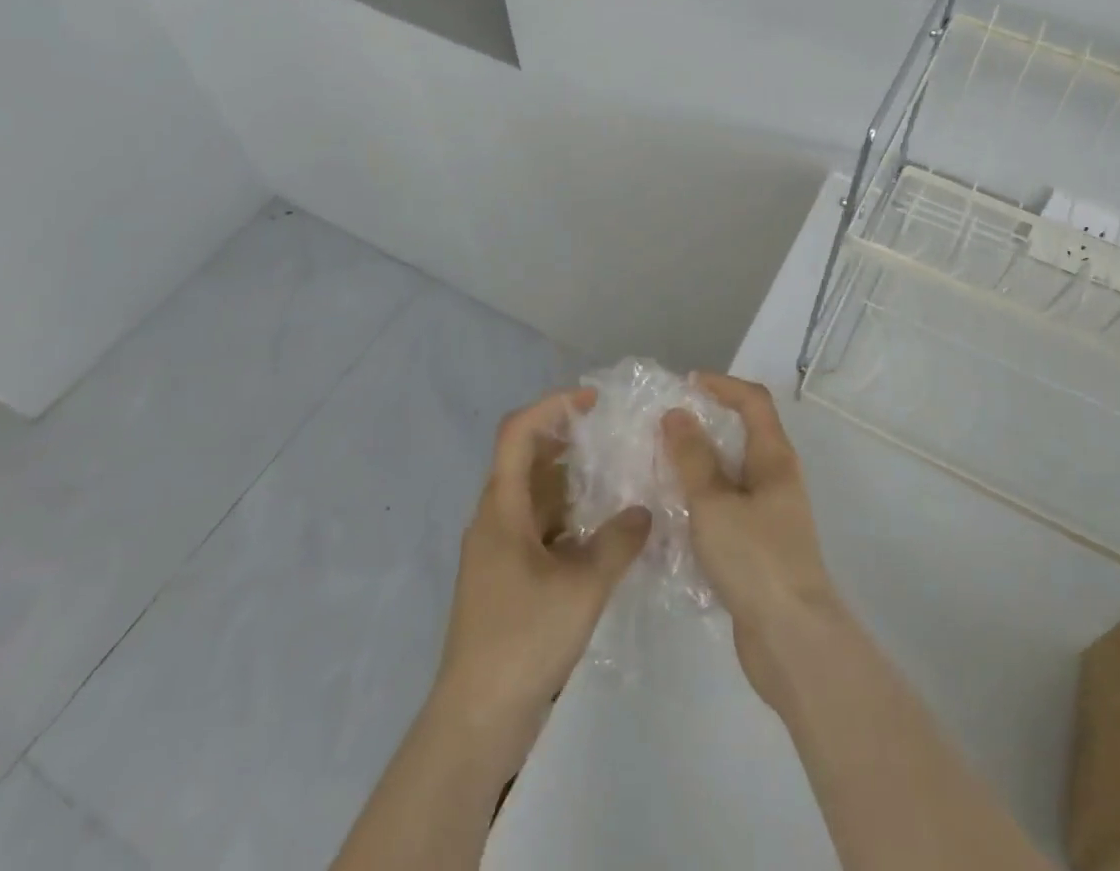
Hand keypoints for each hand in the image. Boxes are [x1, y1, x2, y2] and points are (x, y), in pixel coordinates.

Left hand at [431, 388, 650, 770]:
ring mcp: (499, 550)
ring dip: (571, 480)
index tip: (593, 400)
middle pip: (526, 458)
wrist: (477, 719)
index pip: (517, 432)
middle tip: (612, 434)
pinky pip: (539, 527)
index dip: (553, 406)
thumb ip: (618, 542)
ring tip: (616, 475)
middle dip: (567, 438)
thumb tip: (642, 511)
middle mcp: (495, 519)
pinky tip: (603, 530)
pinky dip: (569, 517)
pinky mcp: (508, 578)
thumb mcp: (582, 586)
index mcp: (501, 508)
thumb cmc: (523, 640)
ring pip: (535, 495)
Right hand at [662, 373, 847, 711]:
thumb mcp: (714, 503)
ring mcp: (770, 514)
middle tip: (662, 427)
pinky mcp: (759, 545)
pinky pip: (727, 507)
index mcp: (774, 458)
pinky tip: (672, 514)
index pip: (753, 401)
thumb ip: (693, 458)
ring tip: (658, 467)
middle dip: (704, 424)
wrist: (792, 640)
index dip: (722, 385)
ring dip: (699, 464)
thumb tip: (677, 413)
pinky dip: (701, 500)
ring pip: (732, 473)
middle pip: (743, 433)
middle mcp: (776, 478)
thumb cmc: (755, 559)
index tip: (684, 385)